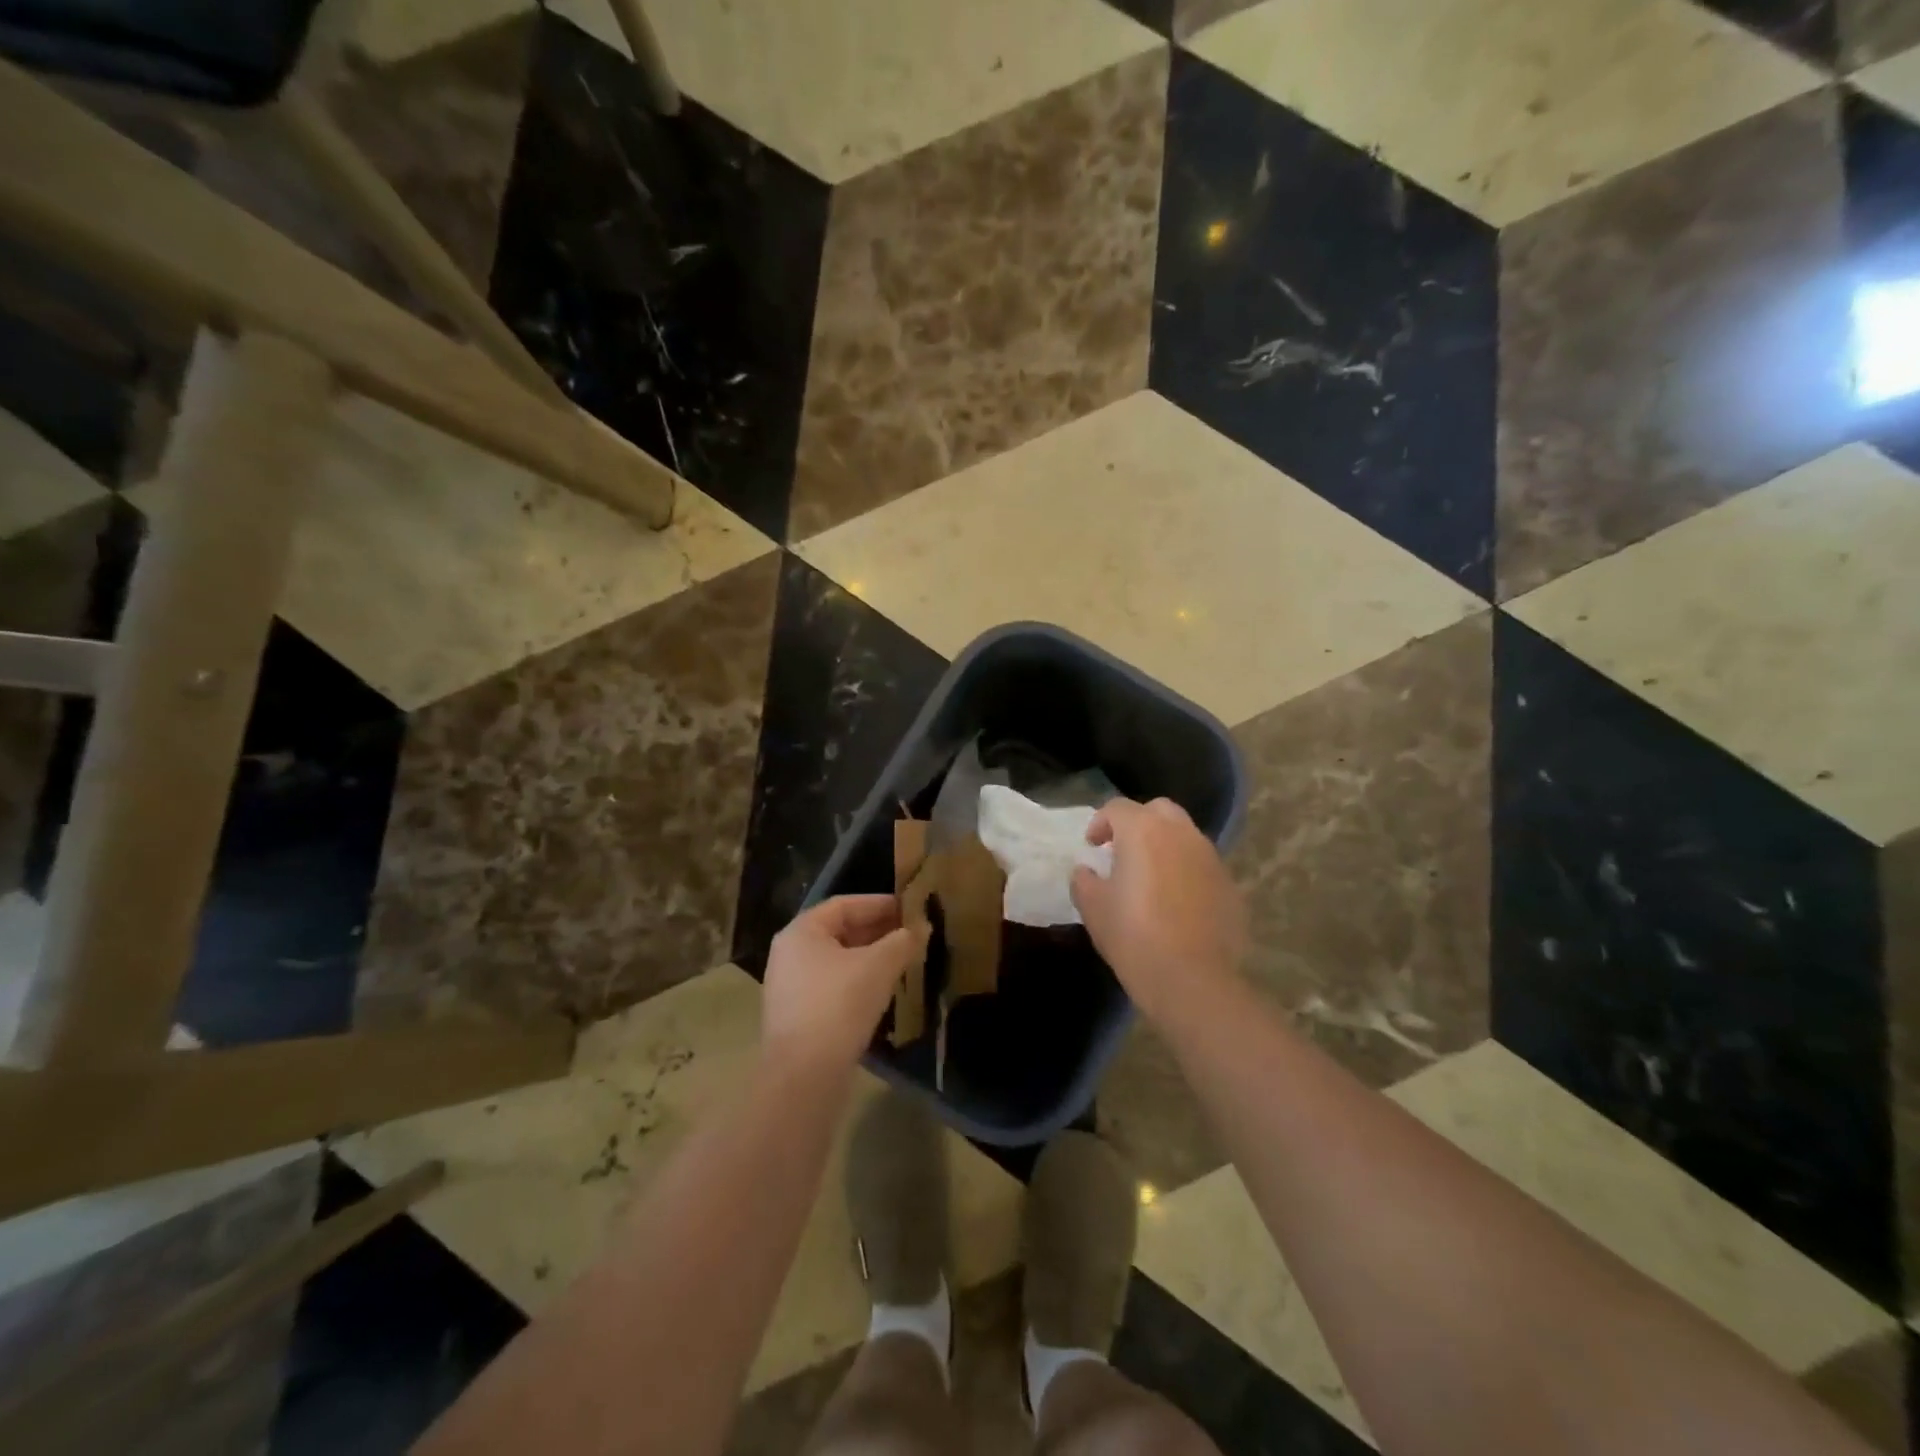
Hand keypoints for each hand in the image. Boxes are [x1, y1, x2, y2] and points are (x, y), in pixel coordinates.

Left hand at [763, 895, 924, 1075]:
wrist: (804, 1076)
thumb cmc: (839, 1005)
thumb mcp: (878, 966)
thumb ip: (902, 942)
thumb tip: (921, 928)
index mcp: (801, 932)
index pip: (844, 904)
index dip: (880, 904)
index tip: (910, 909)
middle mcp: (789, 954)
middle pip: (839, 931)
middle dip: (877, 931)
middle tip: (911, 935)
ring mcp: (790, 987)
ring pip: (838, 961)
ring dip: (870, 958)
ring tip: (903, 961)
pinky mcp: (798, 1016)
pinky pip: (833, 986)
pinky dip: (858, 982)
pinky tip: (883, 991)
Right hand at [1071, 797, 1246, 1023]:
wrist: (1192, 979)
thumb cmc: (1133, 936)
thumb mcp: (1093, 908)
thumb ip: (1084, 880)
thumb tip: (1086, 871)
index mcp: (1143, 831)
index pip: (1118, 808)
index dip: (1100, 823)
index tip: (1092, 846)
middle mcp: (1181, 834)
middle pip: (1158, 811)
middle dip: (1138, 823)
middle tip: (1122, 851)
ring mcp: (1210, 858)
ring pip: (1184, 836)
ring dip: (1164, 846)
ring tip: (1149, 877)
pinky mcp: (1229, 885)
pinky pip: (1202, 866)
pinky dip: (1186, 872)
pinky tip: (1175, 902)